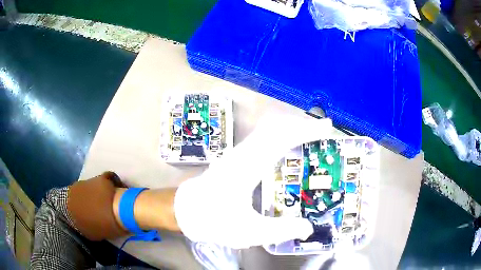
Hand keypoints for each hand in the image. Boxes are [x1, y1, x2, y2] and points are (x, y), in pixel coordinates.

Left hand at [174, 113, 332, 247]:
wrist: (186, 211)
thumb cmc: (214, 221)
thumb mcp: (248, 232)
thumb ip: (280, 231)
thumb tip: (308, 228)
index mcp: (246, 168)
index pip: (281, 139)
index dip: (305, 130)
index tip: (327, 127)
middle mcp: (242, 154)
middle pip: (276, 128)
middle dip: (302, 126)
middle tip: (324, 131)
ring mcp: (238, 153)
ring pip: (268, 130)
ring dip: (291, 129)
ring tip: (312, 136)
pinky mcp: (236, 157)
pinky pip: (262, 138)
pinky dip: (281, 136)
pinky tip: (290, 146)